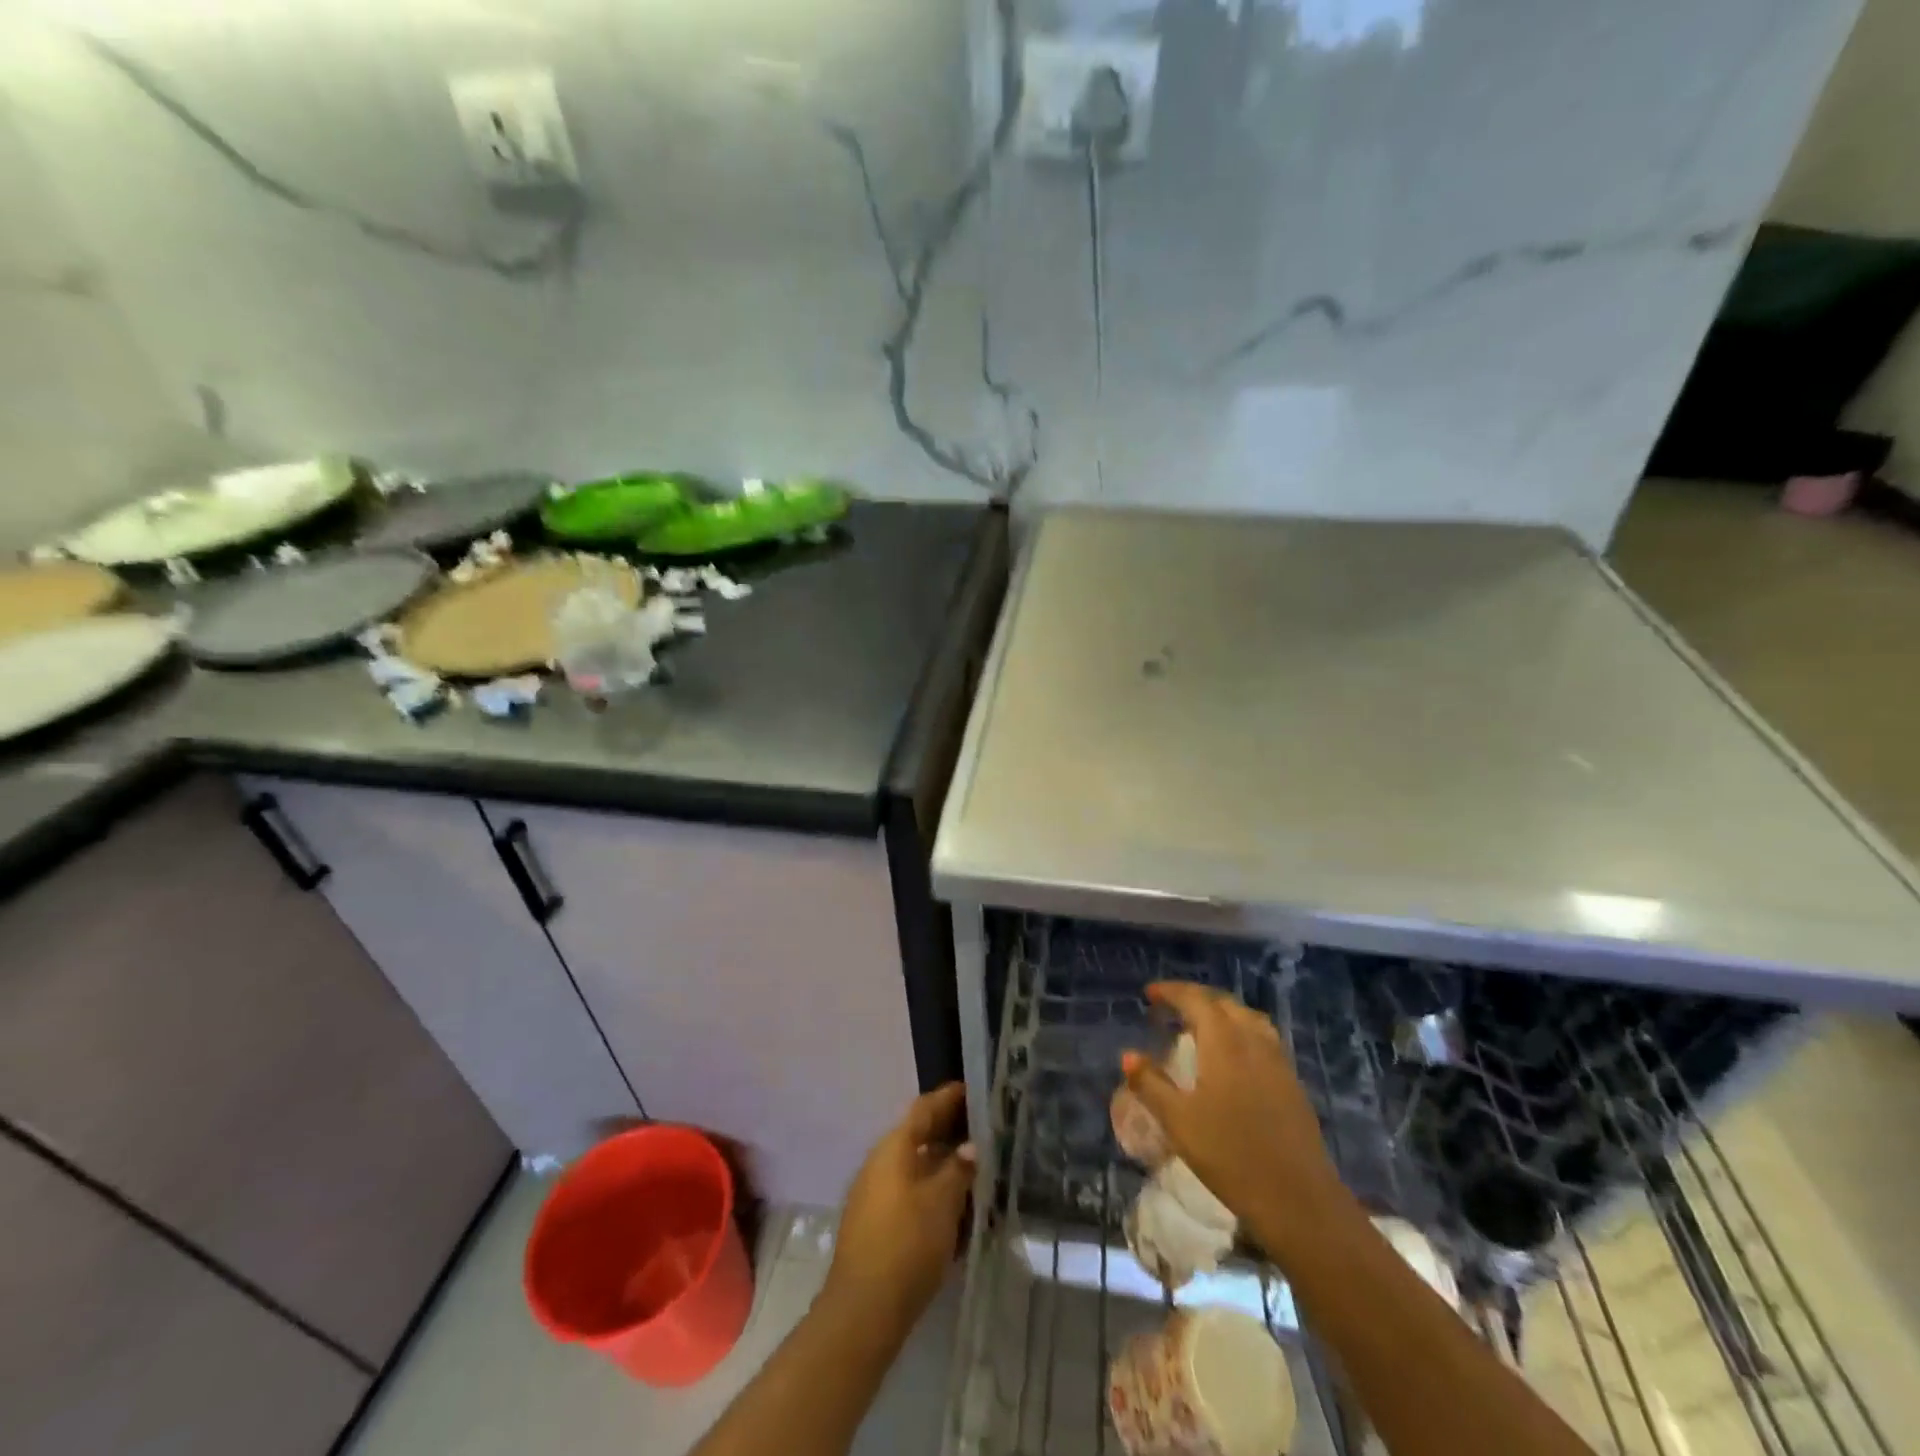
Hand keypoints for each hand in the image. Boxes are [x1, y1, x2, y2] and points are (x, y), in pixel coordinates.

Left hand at [823, 1083, 975, 1335]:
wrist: (863, 1310)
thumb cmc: (907, 1244)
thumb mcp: (943, 1202)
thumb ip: (959, 1169)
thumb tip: (970, 1145)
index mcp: (894, 1147)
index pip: (924, 1108)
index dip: (949, 1097)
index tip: (973, 1089)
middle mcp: (880, 1161)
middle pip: (918, 1135)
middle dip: (948, 1130)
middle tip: (982, 1129)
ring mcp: (873, 1192)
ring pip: (913, 1165)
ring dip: (941, 1163)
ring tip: (974, 1168)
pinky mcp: (874, 1222)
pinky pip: (908, 1191)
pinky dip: (931, 1189)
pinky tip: (953, 1206)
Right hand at [1122, 983, 1349, 1259]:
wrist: (1298, 1200)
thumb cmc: (1230, 1156)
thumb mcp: (1178, 1122)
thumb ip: (1151, 1084)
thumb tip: (1128, 1055)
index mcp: (1224, 1042)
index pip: (1196, 1000)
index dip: (1171, 991)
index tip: (1150, 994)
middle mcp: (1253, 1041)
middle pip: (1224, 1003)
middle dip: (1196, 998)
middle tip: (1172, 1008)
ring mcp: (1278, 1061)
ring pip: (1248, 1018)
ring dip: (1222, 1013)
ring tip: (1202, 1026)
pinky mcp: (1292, 1083)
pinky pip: (1263, 1038)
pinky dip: (1242, 1032)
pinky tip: (1233, 1057)